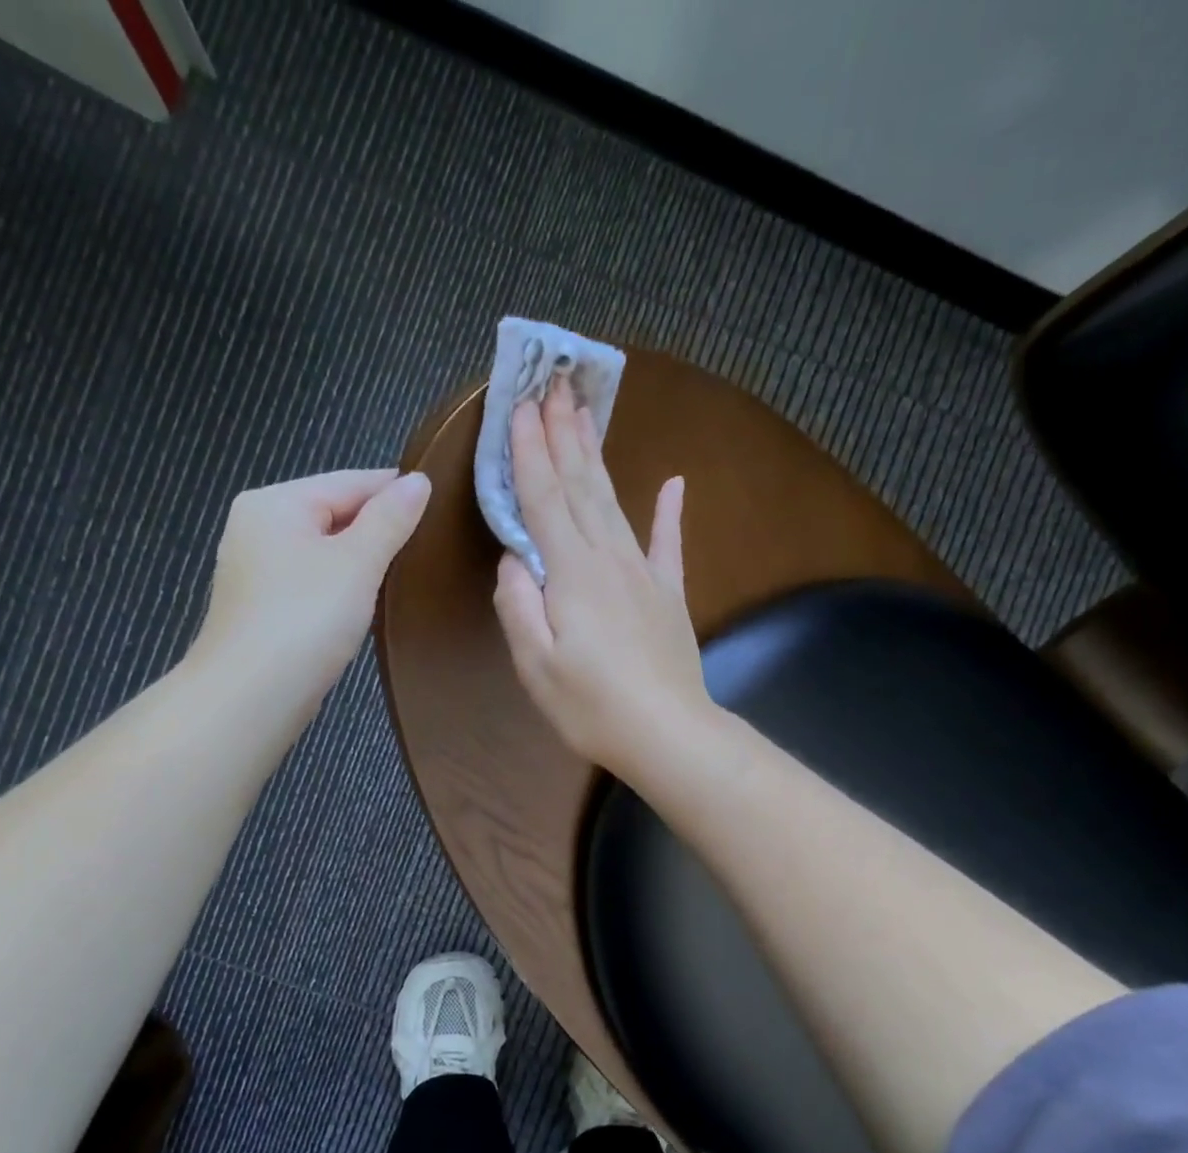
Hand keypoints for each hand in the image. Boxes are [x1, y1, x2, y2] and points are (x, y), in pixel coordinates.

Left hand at [188, 468, 430, 698]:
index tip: (442, 502)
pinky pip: (312, 580)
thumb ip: (390, 519)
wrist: (251, 696)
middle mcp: (257, 526)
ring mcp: (255, 569)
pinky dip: (342, 585)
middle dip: (379, 526)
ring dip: (362, 558)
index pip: (349, 481)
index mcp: (275, 502)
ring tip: (407, 570)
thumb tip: (419, 481)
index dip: (396, 490)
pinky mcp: (262, 607)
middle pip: (333, 513)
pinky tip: (368, 600)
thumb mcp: (357, 562)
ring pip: (323, 549)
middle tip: (431, 541)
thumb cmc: (306, 618)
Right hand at [492, 377, 710, 777]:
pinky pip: (667, 544)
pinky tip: (674, 483)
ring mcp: (644, 574)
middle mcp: (609, 559)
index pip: (544, 499)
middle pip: (581, 486)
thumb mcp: (536, 665)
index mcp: (571, 574)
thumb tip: (513, 561)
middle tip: (554, 385)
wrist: (668, 733)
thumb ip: (518, 607)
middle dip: (563, 434)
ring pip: (615, 503)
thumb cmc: (592, 707)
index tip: (519, 405)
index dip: (529, 451)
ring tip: (587, 414)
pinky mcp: (669, 595)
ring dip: (598, 457)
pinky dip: (670, 512)